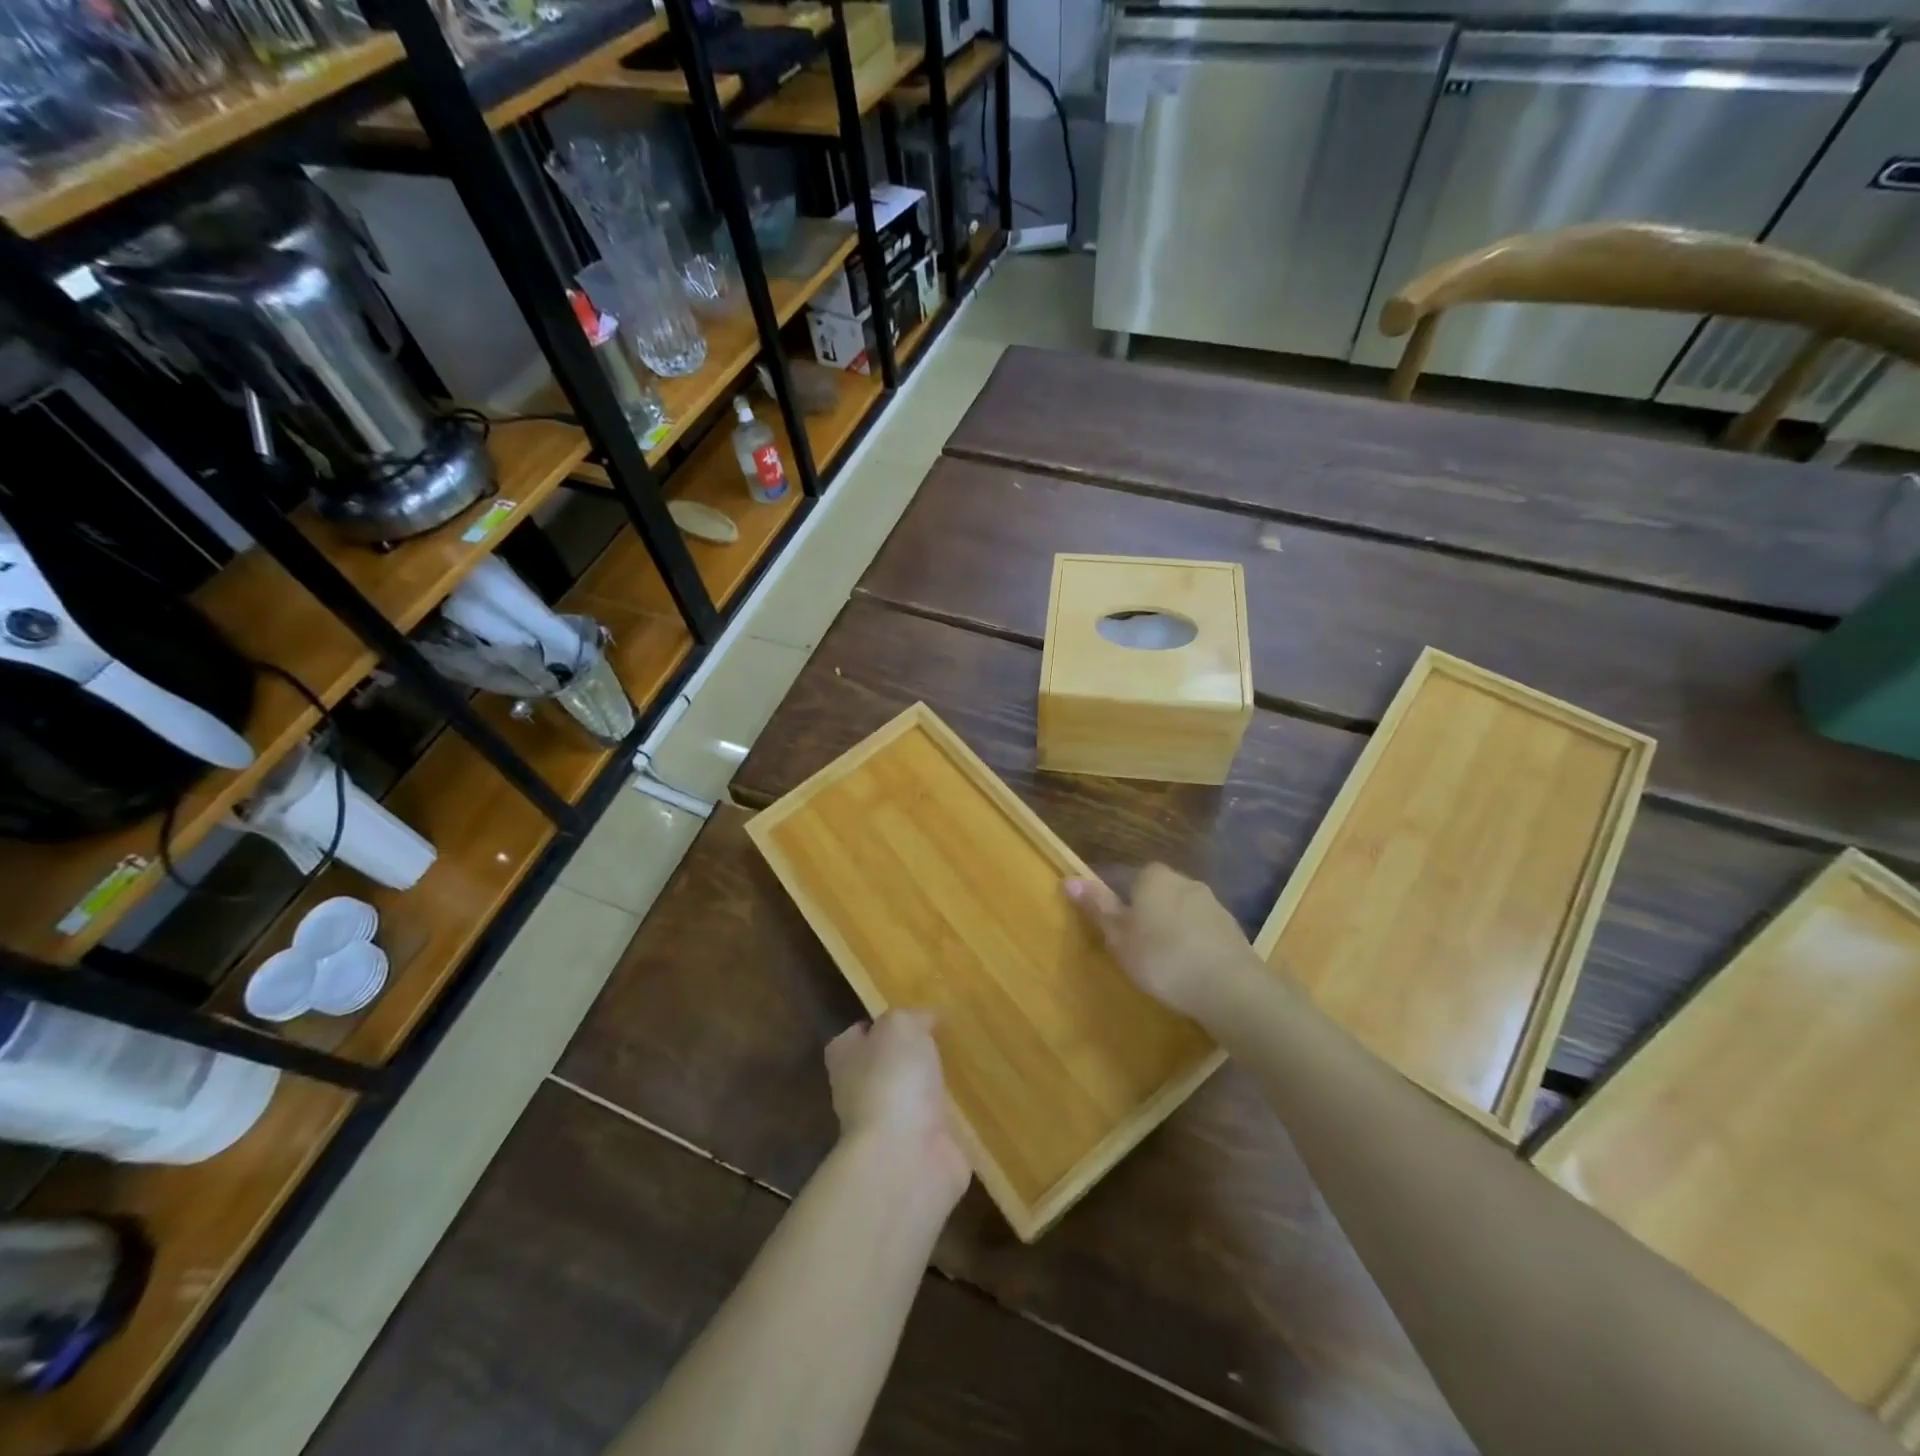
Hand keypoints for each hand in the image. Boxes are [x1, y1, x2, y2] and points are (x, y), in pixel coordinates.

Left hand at [825, 1010, 970, 1204]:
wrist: (905, 1159)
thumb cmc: (892, 1081)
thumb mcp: (899, 1026)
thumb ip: (911, 1016)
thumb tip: (924, 1019)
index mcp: (847, 1059)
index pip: (855, 1035)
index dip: (876, 1024)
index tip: (908, 1015)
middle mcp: (861, 1092)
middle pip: (885, 1066)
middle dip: (909, 1055)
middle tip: (945, 1036)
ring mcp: (891, 1125)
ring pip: (913, 1096)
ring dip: (934, 1085)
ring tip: (967, 1062)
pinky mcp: (921, 1150)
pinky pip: (940, 1124)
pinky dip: (956, 1116)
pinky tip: (979, 1099)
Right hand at [1065, 864, 1258, 1020]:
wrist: (1230, 987)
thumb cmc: (1162, 957)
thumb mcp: (1119, 935)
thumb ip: (1097, 905)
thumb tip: (1069, 878)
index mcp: (1152, 876)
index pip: (1123, 876)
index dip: (1112, 900)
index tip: (1108, 926)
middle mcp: (1183, 879)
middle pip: (1153, 891)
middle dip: (1142, 912)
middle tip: (1130, 944)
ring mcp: (1211, 902)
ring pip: (1178, 909)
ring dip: (1168, 927)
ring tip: (1159, 959)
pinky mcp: (1230, 927)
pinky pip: (1199, 929)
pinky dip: (1190, 941)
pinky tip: (1186, 966)